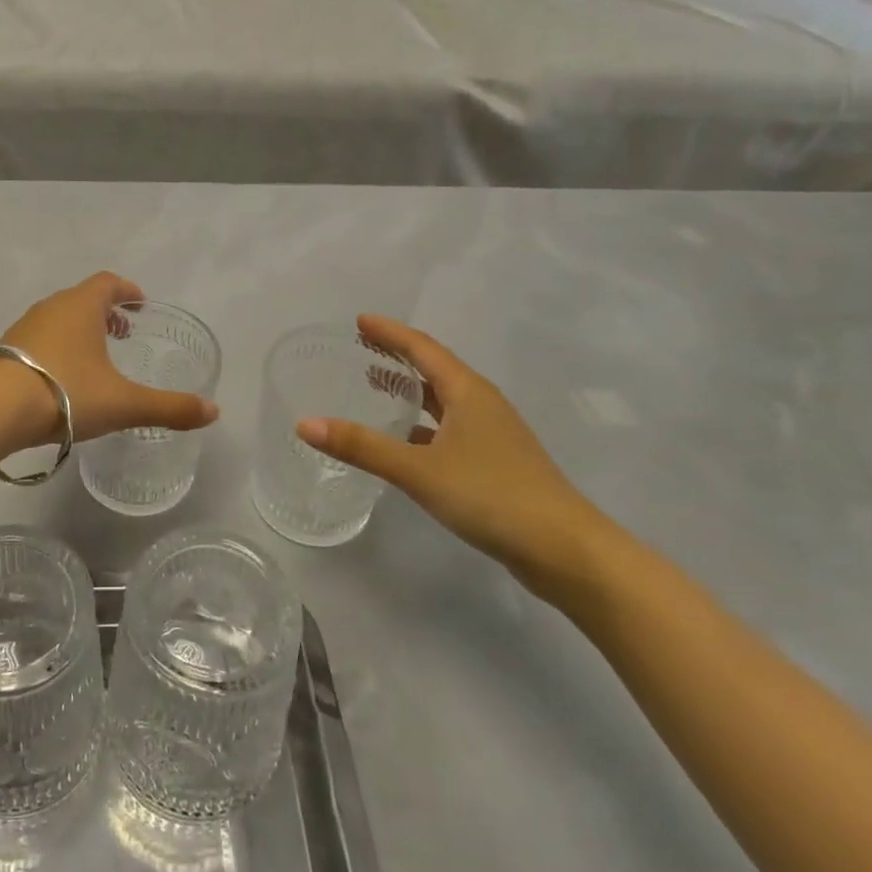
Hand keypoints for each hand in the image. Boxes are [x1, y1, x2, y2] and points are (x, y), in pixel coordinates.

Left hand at [0, 272, 220, 444]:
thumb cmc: (65, 393)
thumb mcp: (124, 404)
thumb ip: (170, 408)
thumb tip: (214, 411)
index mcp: (82, 306)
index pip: (109, 282)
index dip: (128, 290)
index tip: (140, 306)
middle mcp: (51, 307)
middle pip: (83, 298)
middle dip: (105, 312)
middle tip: (123, 335)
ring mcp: (23, 327)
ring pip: (58, 318)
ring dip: (79, 330)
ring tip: (94, 359)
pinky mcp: (4, 350)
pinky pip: (38, 339)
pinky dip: (56, 347)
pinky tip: (60, 379)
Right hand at [297, 316, 621, 598]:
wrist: (566, 551)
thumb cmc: (492, 495)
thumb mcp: (419, 469)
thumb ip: (362, 446)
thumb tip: (305, 424)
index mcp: (468, 392)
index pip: (422, 348)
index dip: (390, 332)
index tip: (359, 321)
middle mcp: (482, 405)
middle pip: (434, 369)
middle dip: (398, 356)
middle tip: (361, 347)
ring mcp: (492, 435)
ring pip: (443, 400)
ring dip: (410, 390)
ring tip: (376, 385)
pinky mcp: (496, 463)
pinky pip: (449, 428)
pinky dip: (422, 425)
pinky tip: (404, 441)